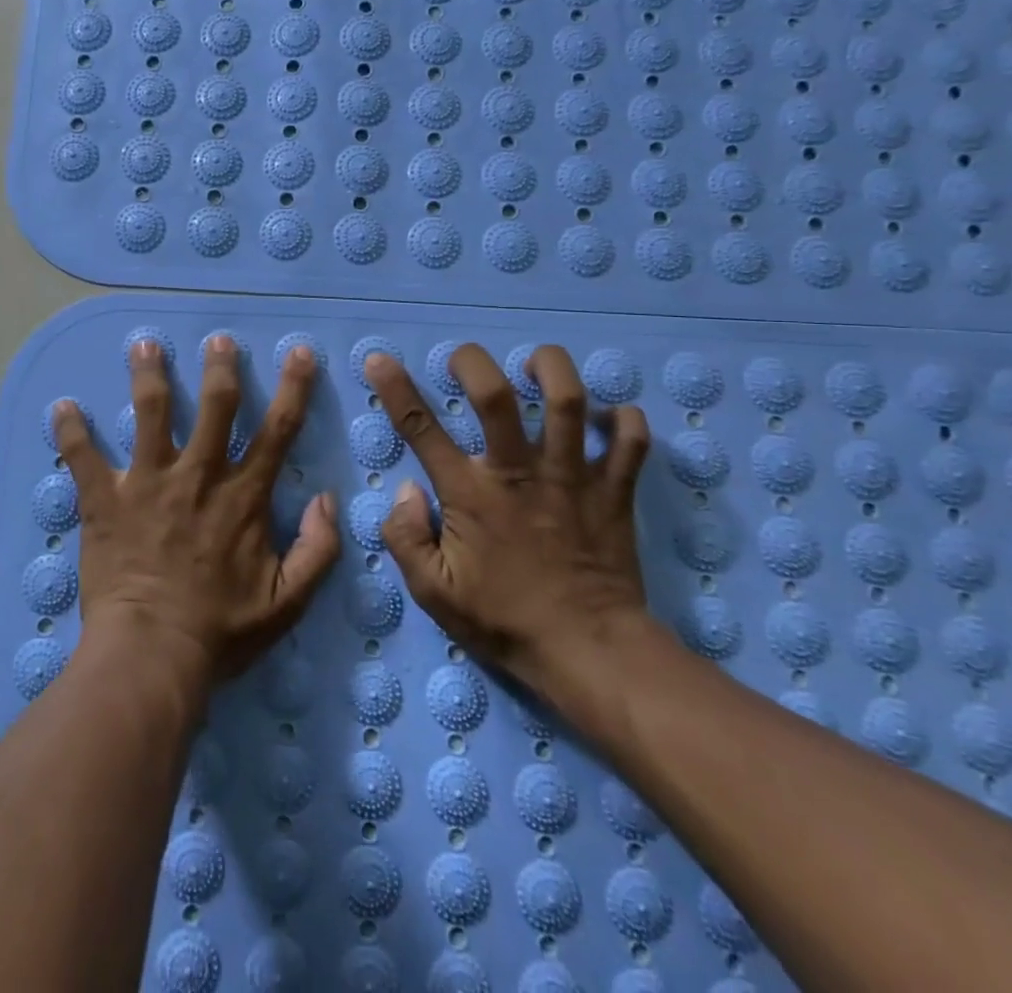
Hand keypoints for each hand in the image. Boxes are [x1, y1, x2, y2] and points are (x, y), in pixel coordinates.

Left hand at [53, 336, 342, 687]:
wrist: (151, 655)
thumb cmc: (220, 631)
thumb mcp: (286, 603)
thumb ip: (317, 550)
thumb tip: (328, 500)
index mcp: (243, 497)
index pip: (277, 430)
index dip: (293, 388)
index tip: (298, 353)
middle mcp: (198, 476)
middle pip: (215, 406)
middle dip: (220, 367)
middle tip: (218, 339)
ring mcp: (148, 483)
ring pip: (150, 413)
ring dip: (148, 376)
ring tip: (144, 345)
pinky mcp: (105, 500)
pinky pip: (83, 457)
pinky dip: (70, 431)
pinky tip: (61, 407)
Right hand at [364, 344, 652, 718]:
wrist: (591, 652)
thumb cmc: (505, 620)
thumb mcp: (433, 593)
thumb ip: (405, 538)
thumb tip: (406, 490)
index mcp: (471, 494)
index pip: (421, 429)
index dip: (395, 389)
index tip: (380, 359)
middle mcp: (519, 472)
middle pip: (496, 395)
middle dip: (474, 362)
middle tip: (465, 360)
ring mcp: (572, 477)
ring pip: (568, 400)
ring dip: (552, 369)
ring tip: (537, 364)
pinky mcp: (615, 490)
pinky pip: (630, 440)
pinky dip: (625, 420)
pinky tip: (610, 417)